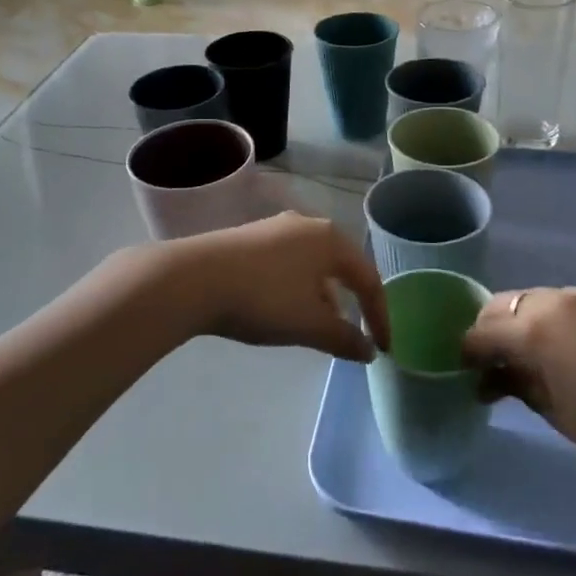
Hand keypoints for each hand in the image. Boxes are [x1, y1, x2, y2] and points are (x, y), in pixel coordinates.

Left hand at [166, 213, 387, 362]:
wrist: (193, 278)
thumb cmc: (263, 297)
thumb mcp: (309, 324)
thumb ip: (345, 338)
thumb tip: (368, 351)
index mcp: (330, 239)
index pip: (369, 278)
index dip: (380, 316)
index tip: (382, 349)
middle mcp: (307, 225)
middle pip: (341, 267)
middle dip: (350, 303)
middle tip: (352, 334)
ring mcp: (275, 228)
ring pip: (312, 265)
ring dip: (322, 297)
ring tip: (316, 327)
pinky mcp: (250, 238)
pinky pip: (288, 264)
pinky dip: (297, 288)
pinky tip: (282, 309)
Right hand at [464, 288, 575, 479]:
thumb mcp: (559, 413)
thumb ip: (521, 387)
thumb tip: (496, 379)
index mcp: (535, 327)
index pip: (483, 332)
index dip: (467, 351)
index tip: (464, 371)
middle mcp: (557, 300)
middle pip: (507, 304)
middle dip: (492, 329)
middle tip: (493, 363)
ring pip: (540, 299)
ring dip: (524, 321)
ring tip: (532, 356)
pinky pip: (572, 304)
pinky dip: (556, 320)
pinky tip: (570, 349)